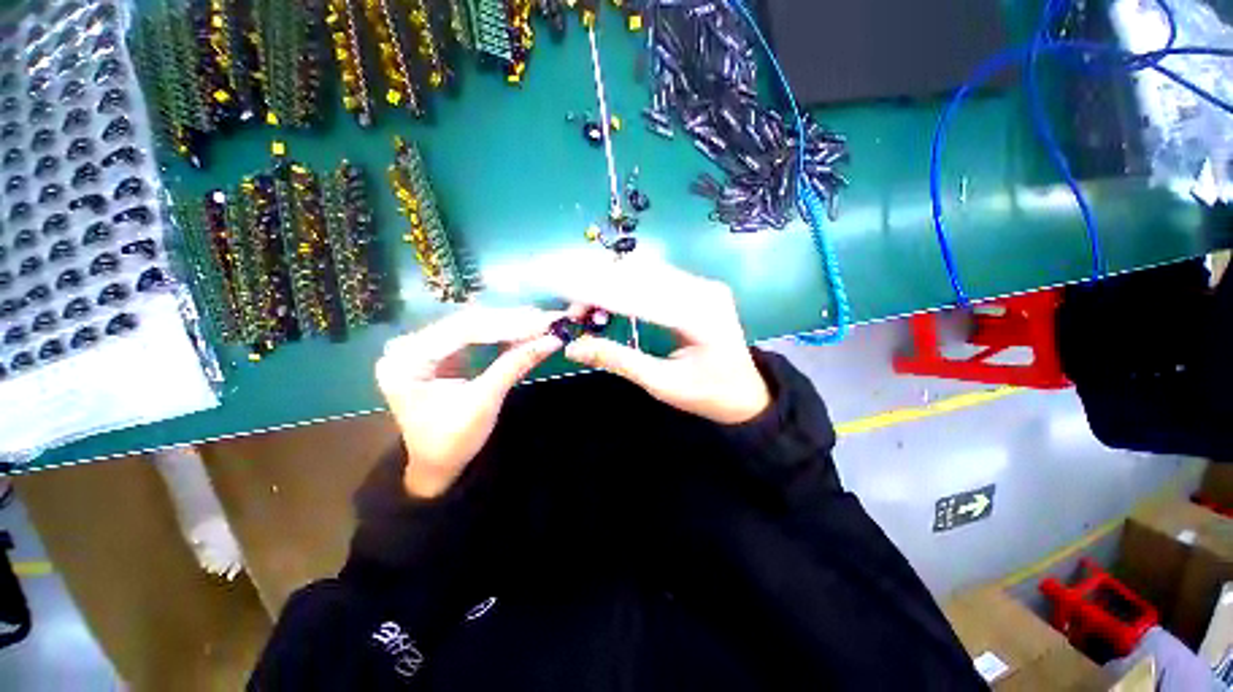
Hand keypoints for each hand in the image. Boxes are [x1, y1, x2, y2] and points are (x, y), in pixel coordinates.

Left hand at [375, 307, 563, 497]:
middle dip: (511, 321)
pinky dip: (499, 333)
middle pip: (468, 322)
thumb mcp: (485, 402)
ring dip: (508, 323)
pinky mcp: (436, 350)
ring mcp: (421, 345)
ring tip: (540, 320)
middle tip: (547, 318)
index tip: (542, 322)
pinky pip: (472, 334)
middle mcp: (409, 345)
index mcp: (408, 360)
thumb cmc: (452, 440)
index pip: (464, 330)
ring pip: (472, 324)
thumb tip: (553, 340)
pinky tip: (522, 328)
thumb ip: (515, 365)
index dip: (507, 324)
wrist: (433, 464)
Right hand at [548, 255, 769, 424]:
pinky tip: (610, 298)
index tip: (565, 293)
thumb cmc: (707, 395)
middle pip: (641, 275)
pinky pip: (657, 278)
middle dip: (601, 287)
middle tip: (574, 309)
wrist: (746, 394)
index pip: (638, 295)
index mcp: (699, 315)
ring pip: (647, 272)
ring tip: (586, 305)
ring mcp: (703, 285)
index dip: (597, 292)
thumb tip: (573, 347)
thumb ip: (618, 359)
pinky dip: (628, 285)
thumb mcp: (661, 383)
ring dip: (612, 283)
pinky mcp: (699, 287)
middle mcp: (703, 290)